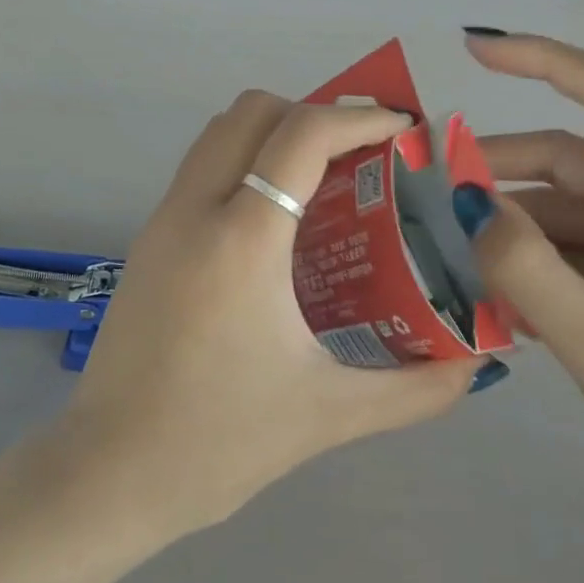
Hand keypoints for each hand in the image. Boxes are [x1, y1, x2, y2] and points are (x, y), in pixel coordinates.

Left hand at [57, 91, 478, 537]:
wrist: (109, 471)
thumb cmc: (218, 441)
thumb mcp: (328, 415)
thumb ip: (413, 388)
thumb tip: (474, 365)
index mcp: (241, 240)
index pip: (300, 136)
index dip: (357, 118)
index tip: (401, 129)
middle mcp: (195, 209)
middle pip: (252, 111)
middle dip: (313, 113)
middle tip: (361, 154)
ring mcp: (163, 219)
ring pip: (219, 132)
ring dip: (273, 132)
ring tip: (324, 177)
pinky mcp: (148, 238)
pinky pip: (201, 167)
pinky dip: (245, 161)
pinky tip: (278, 219)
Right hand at [455, 32, 583, 575]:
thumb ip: (528, 271)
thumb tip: (465, 202)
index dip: (547, 60)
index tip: (474, 50)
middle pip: (570, 160)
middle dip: (495, 171)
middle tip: (424, 195)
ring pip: (565, 208)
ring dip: (509, 227)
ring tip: (450, 262)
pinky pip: (577, 249)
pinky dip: (532, 261)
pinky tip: (495, 298)